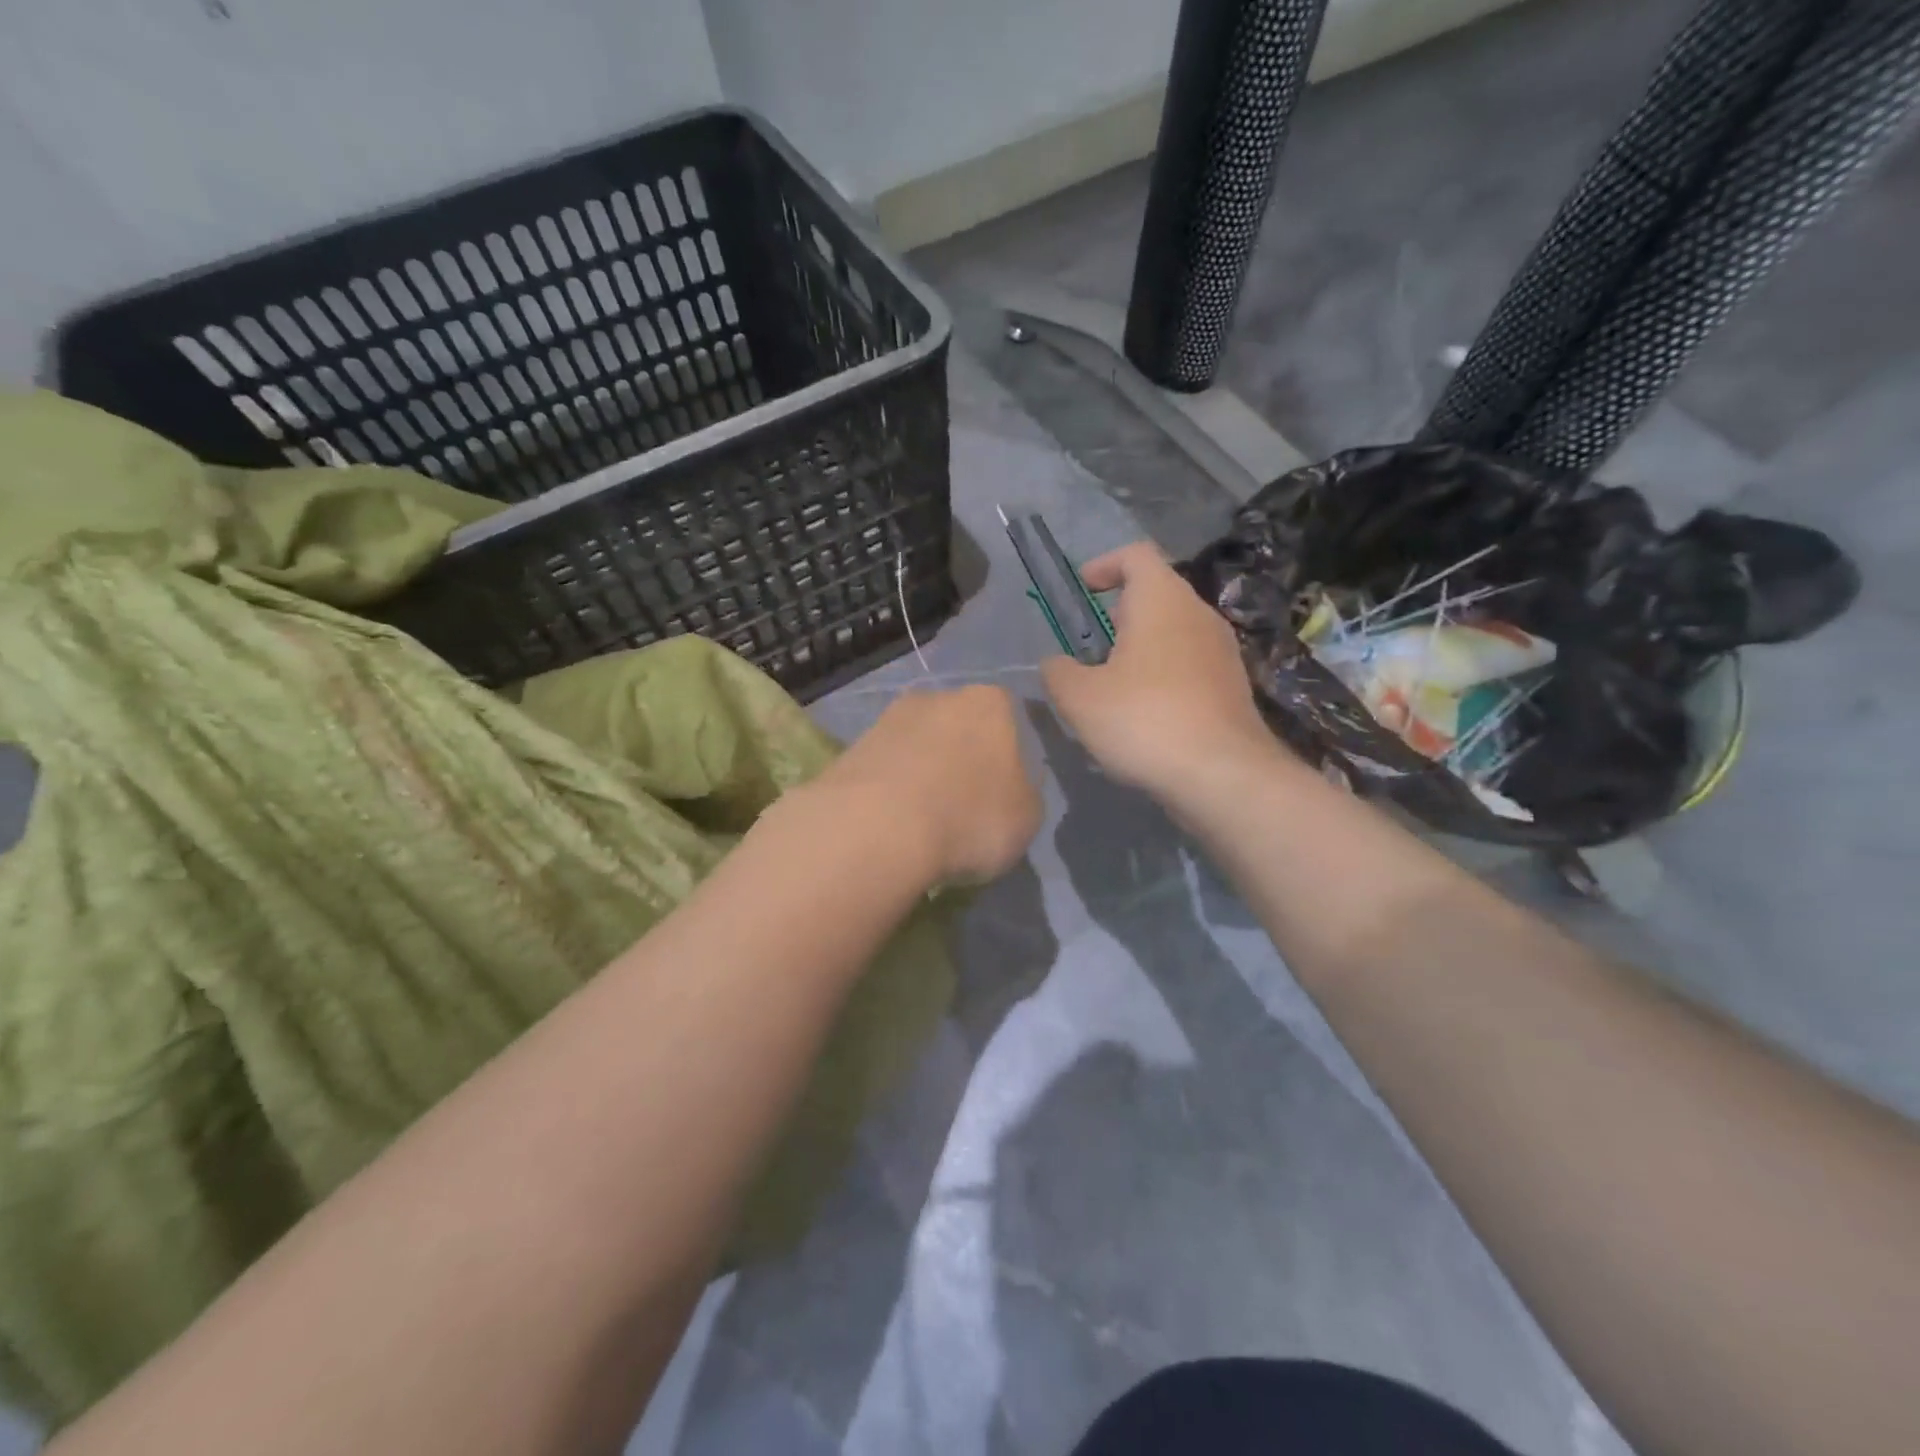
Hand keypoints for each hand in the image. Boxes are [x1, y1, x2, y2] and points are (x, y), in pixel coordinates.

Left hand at [814, 686, 1041, 884]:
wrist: (878, 828)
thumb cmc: (971, 817)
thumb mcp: (1027, 818)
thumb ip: (1024, 793)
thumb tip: (1009, 789)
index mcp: (992, 703)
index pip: (1011, 722)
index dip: (1010, 760)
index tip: (1004, 795)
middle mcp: (940, 696)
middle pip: (960, 729)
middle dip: (963, 761)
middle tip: (964, 808)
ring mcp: (891, 717)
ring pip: (919, 746)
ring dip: (923, 775)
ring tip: (923, 823)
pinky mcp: (852, 746)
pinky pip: (886, 769)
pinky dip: (891, 791)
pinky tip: (892, 823)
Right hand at [1041, 542, 1284, 803]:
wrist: (1223, 775)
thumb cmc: (1144, 720)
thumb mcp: (1079, 698)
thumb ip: (1058, 672)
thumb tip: (1055, 664)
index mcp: (1162, 600)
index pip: (1136, 554)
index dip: (1104, 564)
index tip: (1082, 591)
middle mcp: (1199, 614)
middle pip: (1157, 593)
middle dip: (1119, 613)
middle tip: (1089, 647)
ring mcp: (1223, 651)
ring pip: (1175, 632)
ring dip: (1142, 648)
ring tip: (1112, 684)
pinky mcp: (1233, 687)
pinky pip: (1190, 664)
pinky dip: (1164, 675)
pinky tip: (1144, 715)